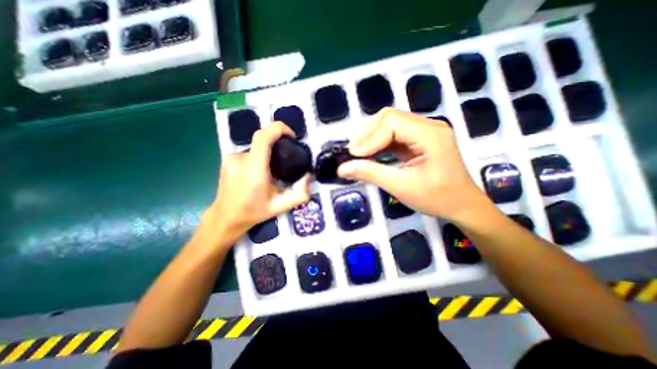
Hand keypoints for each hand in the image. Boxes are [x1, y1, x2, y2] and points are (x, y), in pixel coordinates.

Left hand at [202, 121, 310, 244]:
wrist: (225, 218)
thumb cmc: (254, 212)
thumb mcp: (282, 206)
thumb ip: (300, 194)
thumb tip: (308, 176)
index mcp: (254, 169)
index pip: (264, 136)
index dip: (279, 128)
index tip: (291, 136)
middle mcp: (240, 159)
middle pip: (262, 140)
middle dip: (277, 147)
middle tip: (284, 164)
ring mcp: (231, 158)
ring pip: (256, 149)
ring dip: (266, 156)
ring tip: (271, 173)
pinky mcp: (227, 160)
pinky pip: (248, 153)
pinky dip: (257, 159)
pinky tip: (257, 175)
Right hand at [338, 107, 491, 221]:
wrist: (462, 206)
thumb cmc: (437, 199)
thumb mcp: (401, 187)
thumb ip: (371, 174)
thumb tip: (342, 168)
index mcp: (430, 134)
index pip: (392, 123)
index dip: (369, 138)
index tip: (352, 156)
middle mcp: (428, 126)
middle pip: (389, 118)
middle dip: (367, 135)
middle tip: (353, 154)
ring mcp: (424, 131)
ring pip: (389, 124)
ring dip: (371, 137)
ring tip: (358, 154)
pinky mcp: (418, 139)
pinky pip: (394, 134)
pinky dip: (378, 143)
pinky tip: (370, 154)